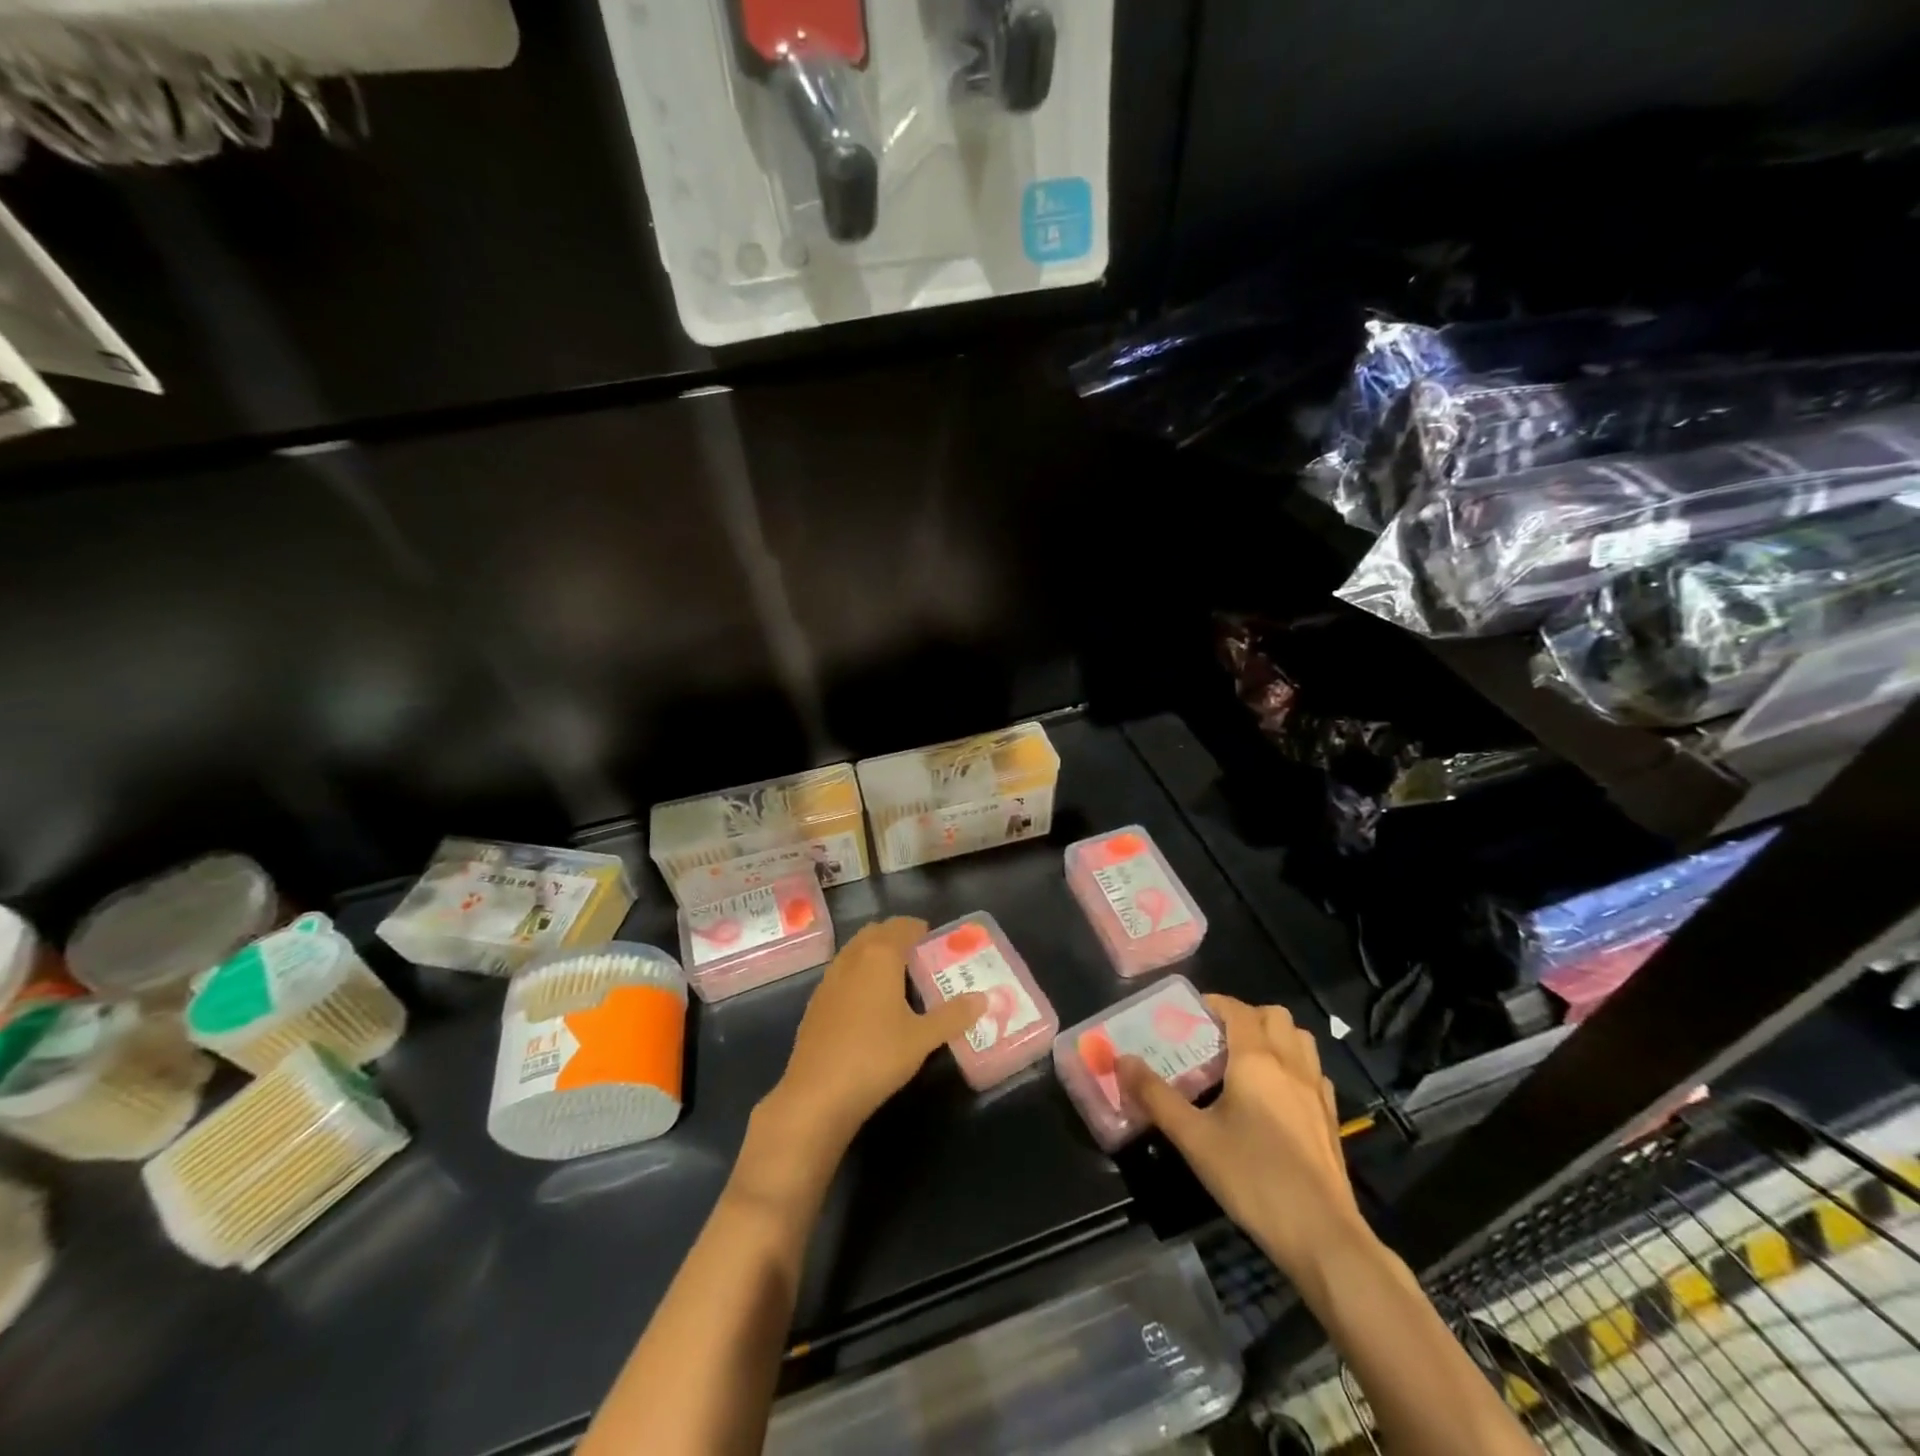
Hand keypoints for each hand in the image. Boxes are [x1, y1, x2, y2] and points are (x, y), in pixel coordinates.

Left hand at [770, 916, 986, 1147]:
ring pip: (855, 952)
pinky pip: (842, 974)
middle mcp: (852, 958)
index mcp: (879, 956)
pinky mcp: (816, 1003)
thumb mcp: (922, 1038)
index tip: (936, 943)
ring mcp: (829, 980)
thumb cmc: (876, 1057)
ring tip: (898, 980)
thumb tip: (984, 999)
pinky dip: (858, 976)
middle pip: (876, 933)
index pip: (901, 926)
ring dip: (875, 955)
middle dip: (897, 938)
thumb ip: (954, 1015)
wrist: (817, 1094)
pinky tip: (869, 1006)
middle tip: (920, 959)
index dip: (920, 930)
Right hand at [1118, 996, 1361, 1274]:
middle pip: (1274, 1016)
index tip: (1188, 1015)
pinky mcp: (1330, 1117)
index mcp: (1257, 1059)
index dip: (1213, 1003)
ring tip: (1244, 1061)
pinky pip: (1312, 1071)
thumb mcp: (1194, 1138)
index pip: (1237, 1009)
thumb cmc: (1253, 1178)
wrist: (1322, 1236)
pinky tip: (1275, 1096)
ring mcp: (1316, 1090)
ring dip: (1274, 1036)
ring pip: (1299, 1039)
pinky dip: (1293, 1066)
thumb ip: (1156, 1096)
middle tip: (1216, 1039)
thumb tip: (1121, 1060)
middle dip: (1245, 1016)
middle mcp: (1290, 1064)